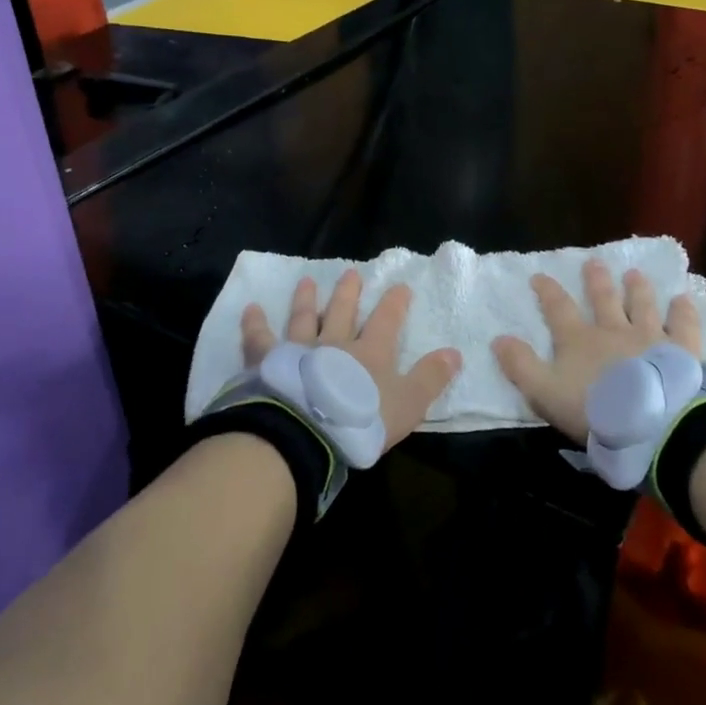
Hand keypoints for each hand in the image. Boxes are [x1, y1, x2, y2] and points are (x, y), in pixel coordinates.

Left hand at [242, 271, 460, 452]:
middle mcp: (335, 343)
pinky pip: (259, 337)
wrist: (309, 432)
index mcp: (370, 352)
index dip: (395, 303)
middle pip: (342, 311)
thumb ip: (430, 378)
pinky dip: (255, 323)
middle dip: (349, 292)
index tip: (400, 287)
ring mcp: (299, 349)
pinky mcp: (268, 361)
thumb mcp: (408, 404)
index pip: (387, 320)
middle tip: (351, 273)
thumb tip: (455, 353)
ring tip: (306, 281)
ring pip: (304, 317)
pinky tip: (250, 309)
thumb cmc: (361, 420)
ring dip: (306, 300)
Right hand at [493, 260, 701, 442]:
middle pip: (603, 299)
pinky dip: (682, 312)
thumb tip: (498, 338)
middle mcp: (613, 330)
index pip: (558, 308)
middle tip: (593, 262)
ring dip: (637, 289)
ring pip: (642, 306)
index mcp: (578, 339)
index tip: (539, 276)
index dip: (547, 291)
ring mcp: (650, 337)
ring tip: (634, 273)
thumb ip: (521, 365)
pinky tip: (683, 300)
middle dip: (596, 281)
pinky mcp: (681, 352)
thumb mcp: (544, 392)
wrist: (653, 424)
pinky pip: (683, 326)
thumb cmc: (595, 410)